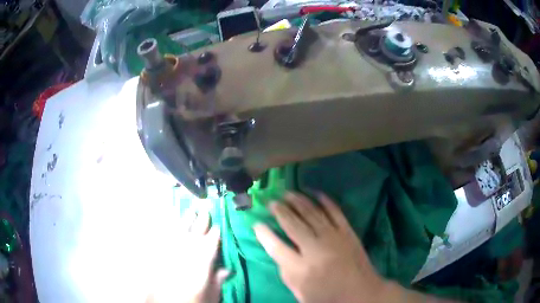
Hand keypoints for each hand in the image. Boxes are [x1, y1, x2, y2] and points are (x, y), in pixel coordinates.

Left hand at [147, 206, 228, 302]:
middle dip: (201, 221)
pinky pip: (164, 238)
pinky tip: (171, 223)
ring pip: (179, 232)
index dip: (215, 233)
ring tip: (190, 210)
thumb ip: (218, 280)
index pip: (210, 244)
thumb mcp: (211, 295)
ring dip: (186, 220)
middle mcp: (185, 253)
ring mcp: (170, 252)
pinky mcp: (159, 255)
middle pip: (195, 234)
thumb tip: (227, 270)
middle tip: (205, 210)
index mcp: (200, 262)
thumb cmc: (192, 301)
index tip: (219, 225)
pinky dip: (169, 229)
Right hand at [253, 192, 385, 302]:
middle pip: (293, 224)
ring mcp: (333, 237)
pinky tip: (315, 193)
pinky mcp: (347, 232)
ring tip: (287, 192)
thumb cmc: (329, 297)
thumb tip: (278, 253)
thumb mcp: (300, 294)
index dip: (263, 234)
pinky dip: (324, 200)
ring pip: (312, 213)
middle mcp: (315, 249)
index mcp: (301, 269)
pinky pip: (334, 211)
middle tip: (271, 201)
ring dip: (298, 200)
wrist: (361, 293)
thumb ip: (287, 274)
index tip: (256, 223)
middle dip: (280, 210)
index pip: (276, 246)